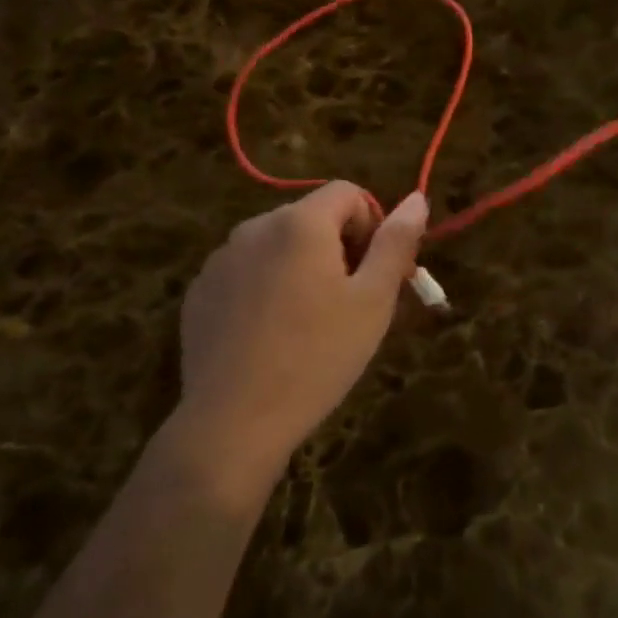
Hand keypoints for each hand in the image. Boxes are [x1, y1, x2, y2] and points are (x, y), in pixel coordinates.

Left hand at [173, 183, 427, 502]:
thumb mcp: (373, 300)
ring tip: (311, 323)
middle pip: (313, 216)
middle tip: (351, 303)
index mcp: (300, 223)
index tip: (375, 273)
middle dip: (339, 247)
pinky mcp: (200, 292)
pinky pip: (247, 271)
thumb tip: (417, 198)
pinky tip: (272, 335)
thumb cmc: (317, 357)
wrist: (234, 424)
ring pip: (279, 244)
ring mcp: (221, 260)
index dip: (372, 225)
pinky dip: (268, 287)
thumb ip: (396, 242)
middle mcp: (255, 228)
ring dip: (303, 266)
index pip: (348, 193)